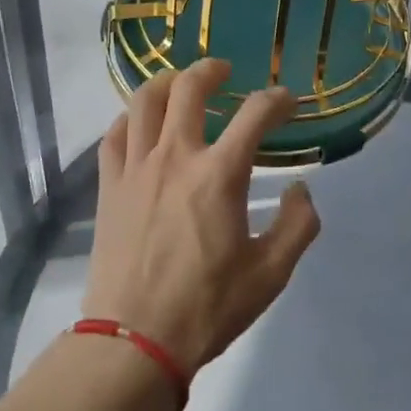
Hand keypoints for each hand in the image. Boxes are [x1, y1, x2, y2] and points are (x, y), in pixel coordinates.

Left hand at [83, 59, 321, 375]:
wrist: (134, 341)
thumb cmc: (207, 307)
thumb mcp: (271, 275)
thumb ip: (298, 226)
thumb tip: (301, 190)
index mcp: (220, 175)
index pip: (255, 114)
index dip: (277, 100)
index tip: (286, 102)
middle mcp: (176, 157)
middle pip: (189, 89)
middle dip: (210, 70)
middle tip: (223, 71)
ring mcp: (136, 167)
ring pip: (145, 101)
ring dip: (166, 82)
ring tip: (179, 85)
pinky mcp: (109, 185)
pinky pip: (115, 134)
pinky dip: (130, 117)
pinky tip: (140, 123)